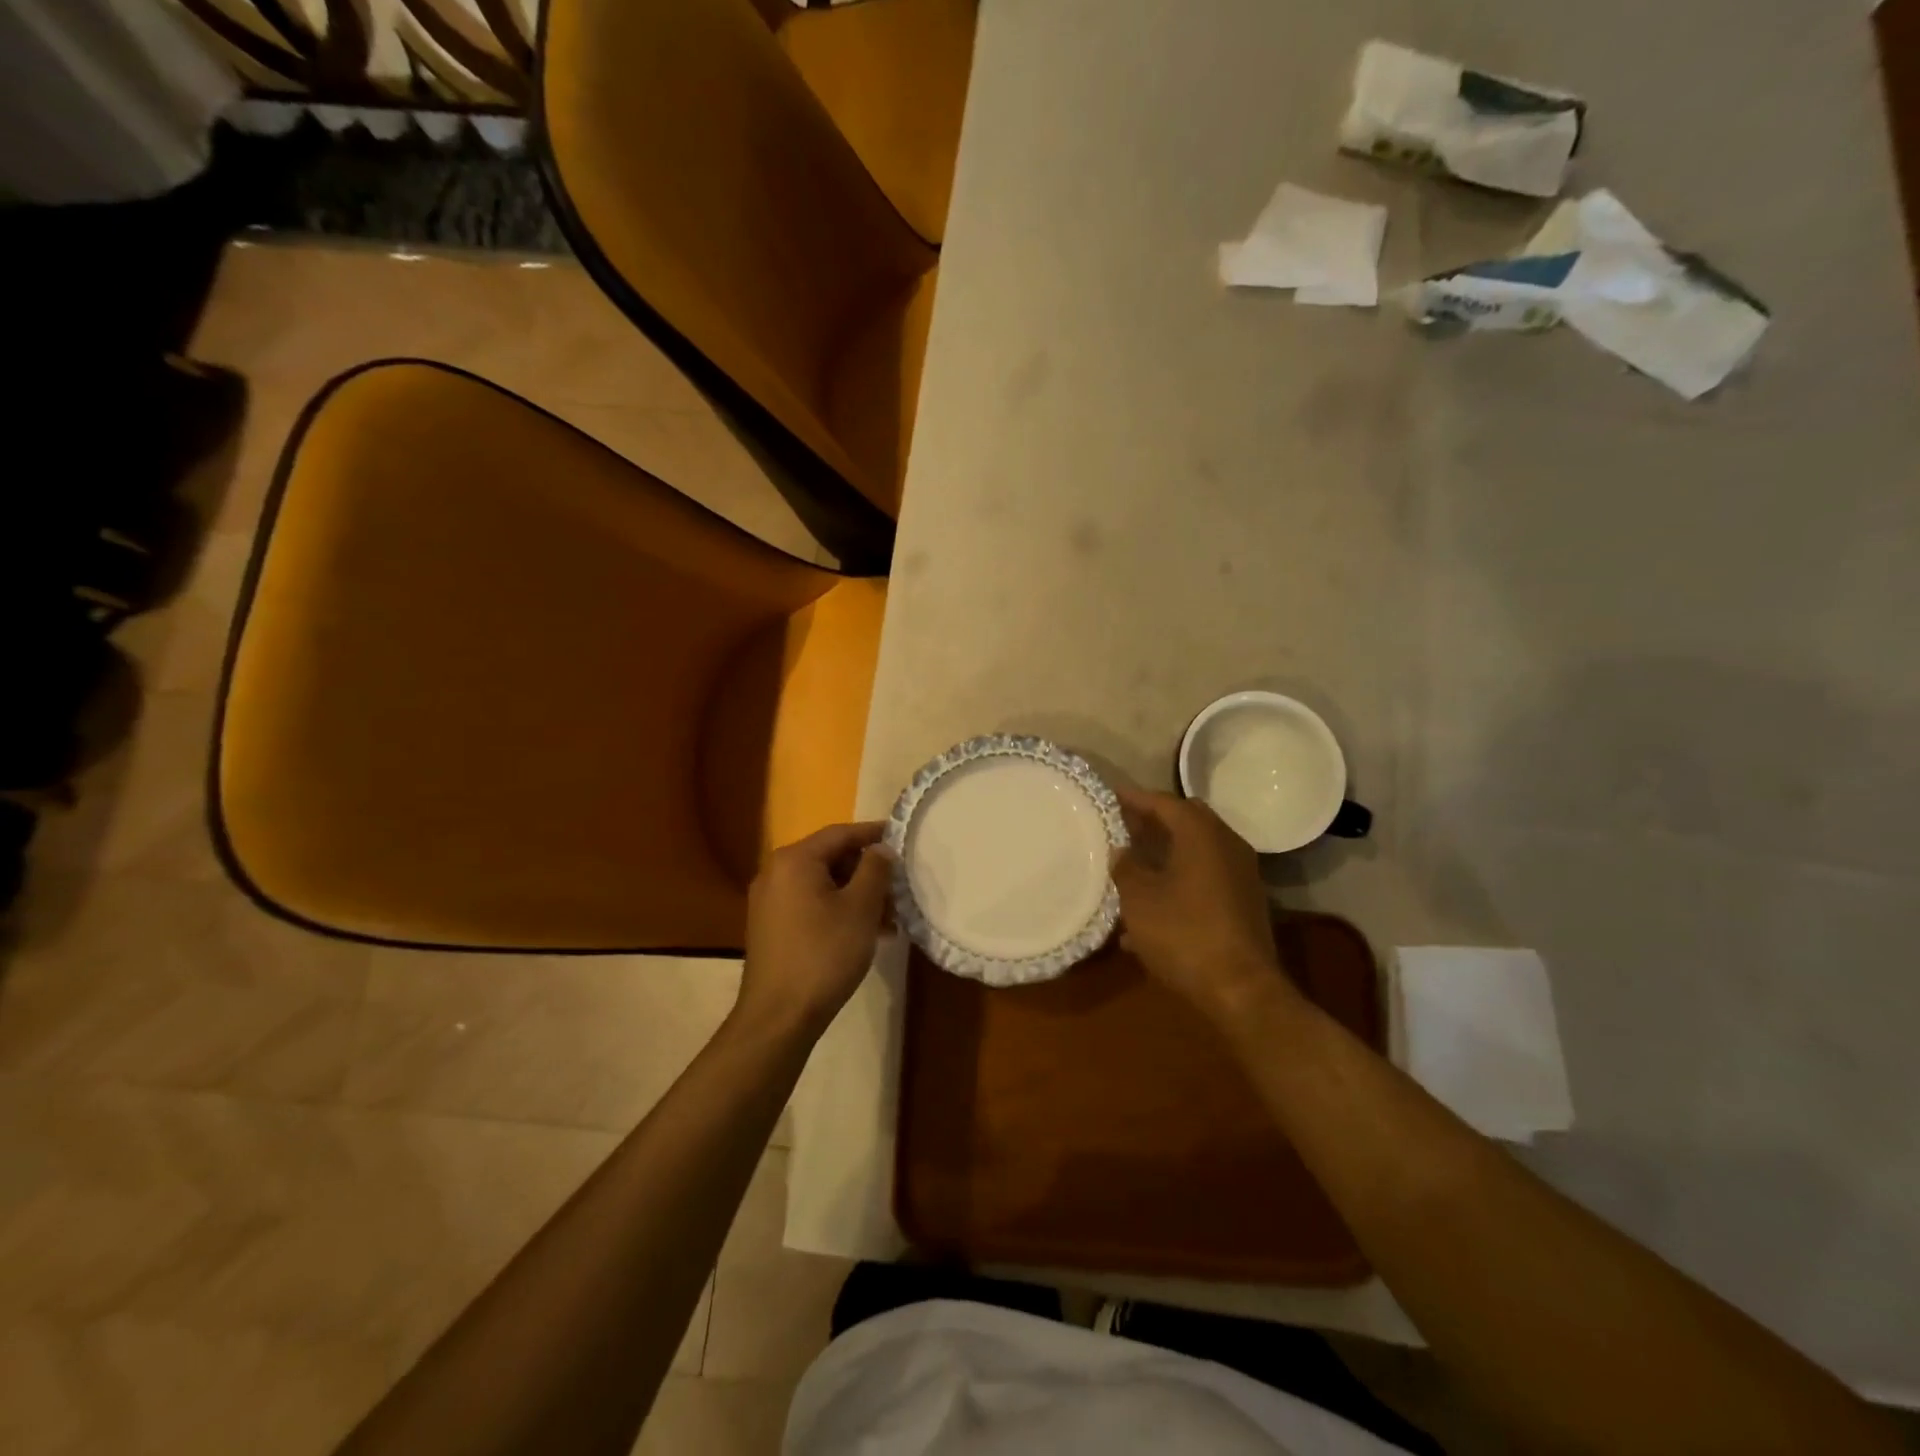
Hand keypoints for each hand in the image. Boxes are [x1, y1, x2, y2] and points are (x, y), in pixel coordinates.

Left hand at [737, 822, 893, 1038]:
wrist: (779, 1016)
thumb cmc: (824, 954)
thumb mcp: (860, 908)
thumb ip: (875, 870)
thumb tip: (881, 849)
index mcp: (795, 860)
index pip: (841, 833)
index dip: (874, 834)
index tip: (902, 836)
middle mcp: (776, 873)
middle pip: (831, 858)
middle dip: (868, 872)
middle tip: (899, 888)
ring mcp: (770, 901)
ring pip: (823, 885)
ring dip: (857, 895)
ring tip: (890, 919)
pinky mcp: (771, 927)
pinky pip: (811, 905)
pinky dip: (838, 911)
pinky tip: (866, 934)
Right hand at [1110, 787, 1297, 1023]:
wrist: (1240, 989)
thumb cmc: (1183, 934)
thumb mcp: (1139, 900)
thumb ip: (1126, 867)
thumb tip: (1121, 850)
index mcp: (1201, 835)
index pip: (1164, 802)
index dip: (1135, 798)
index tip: (1111, 795)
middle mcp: (1226, 845)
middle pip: (1186, 821)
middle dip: (1154, 821)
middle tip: (1123, 826)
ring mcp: (1240, 875)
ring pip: (1197, 850)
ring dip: (1166, 852)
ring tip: (1133, 863)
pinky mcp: (1243, 902)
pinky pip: (1205, 877)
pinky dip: (1180, 878)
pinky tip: (1152, 906)